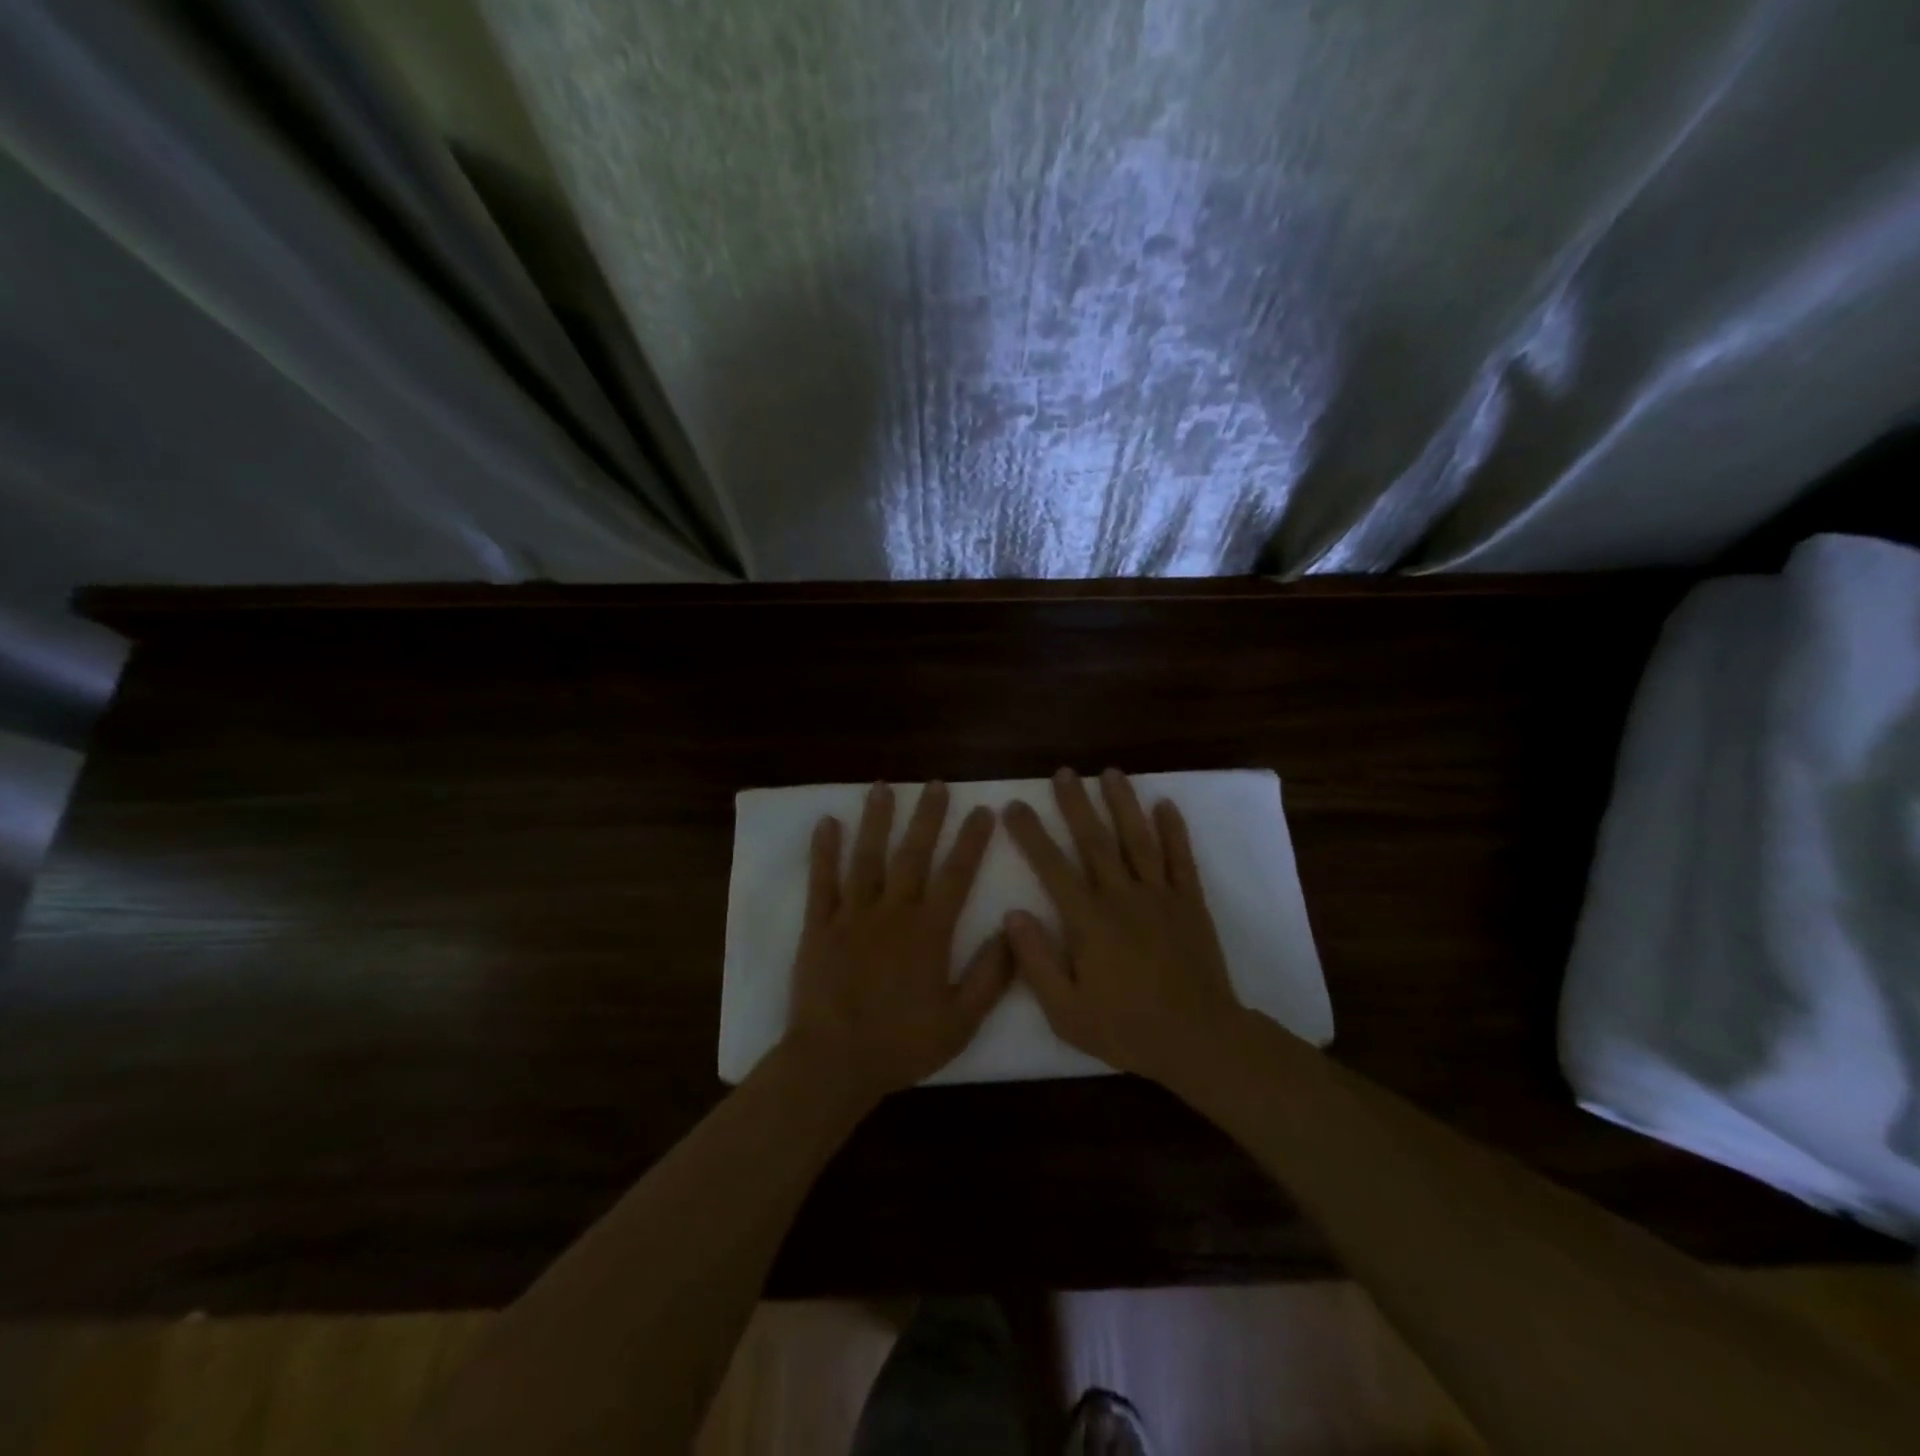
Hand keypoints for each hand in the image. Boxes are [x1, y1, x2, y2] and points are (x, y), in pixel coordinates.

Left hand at [784, 781, 1012, 1103]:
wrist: (834, 1063)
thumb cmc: (901, 1045)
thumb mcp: (961, 1021)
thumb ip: (990, 976)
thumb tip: (1012, 930)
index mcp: (929, 932)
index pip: (957, 875)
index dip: (971, 840)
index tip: (982, 809)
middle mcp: (893, 912)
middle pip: (913, 854)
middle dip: (928, 816)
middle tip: (937, 783)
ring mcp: (852, 915)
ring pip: (868, 857)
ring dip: (877, 820)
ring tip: (884, 787)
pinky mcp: (819, 926)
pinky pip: (821, 881)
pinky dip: (823, 850)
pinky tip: (827, 822)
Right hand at [1002, 768, 1244, 1087]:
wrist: (1199, 1040)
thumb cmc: (1126, 1028)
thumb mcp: (1066, 1011)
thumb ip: (1036, 961)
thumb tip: (1012, 914)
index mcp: (1088, 921)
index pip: (1051, 866)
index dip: (1030, 834)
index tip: (1014, 806)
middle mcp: (1122, 896)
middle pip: (1094, 840)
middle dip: (1075, 803)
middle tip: (1063, 772)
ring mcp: (1160, 895)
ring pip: (1137, 838)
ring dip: (1123, 803)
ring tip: (1110, 772)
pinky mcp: (1190, 902)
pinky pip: (1181, 858)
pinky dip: (1174, 830)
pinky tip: (1165, 804)